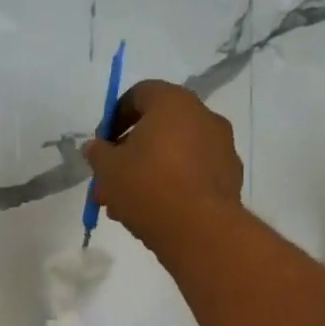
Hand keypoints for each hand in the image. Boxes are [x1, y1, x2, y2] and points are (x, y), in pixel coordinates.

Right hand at [82, 80, 244, 250]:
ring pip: (174, 155)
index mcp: (173, 102)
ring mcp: (221, 147)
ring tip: (124, 206)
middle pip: (157, 129)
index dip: (114, 118)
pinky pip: (193, 174)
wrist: (200, 230)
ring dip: (148, 174)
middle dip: (129, 155)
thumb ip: (98, 154)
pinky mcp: (230, 177)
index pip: (138, 95)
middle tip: (109, 182)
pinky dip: (173, 186)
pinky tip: (154, 212)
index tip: (101, 146)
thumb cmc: (148, 188)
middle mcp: (203, 116)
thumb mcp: (109, 170)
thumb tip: (94, 147)